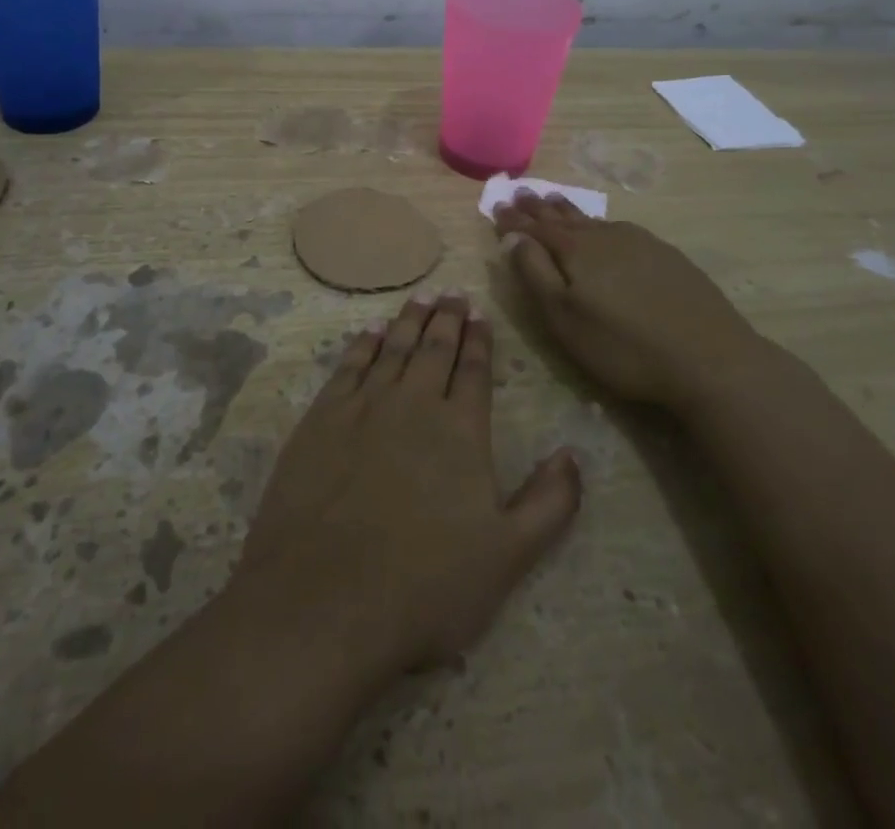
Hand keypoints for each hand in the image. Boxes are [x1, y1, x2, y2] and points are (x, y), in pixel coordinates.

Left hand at [235, 293, 580, 676]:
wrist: (323, 600)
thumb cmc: (425, 586)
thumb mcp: (508, 557)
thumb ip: (549, 503)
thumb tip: (573, 454)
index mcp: (460, 430)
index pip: (474, 370)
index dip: (479, 340)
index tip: (480, 314)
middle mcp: (413, 404)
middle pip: (434, 348)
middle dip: (447, 319)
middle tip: (453, 293)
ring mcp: (363, 407)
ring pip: (393, 348)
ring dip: (408, 320)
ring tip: (420, 297)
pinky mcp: (321, 419)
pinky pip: (348, 367)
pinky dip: (363, 344)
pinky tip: (370, 331)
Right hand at [491, 192, 763, 409]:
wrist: (711, 359)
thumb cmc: (624, 346)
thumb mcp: (565, 318)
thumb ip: (535, 274)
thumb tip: (512, 237)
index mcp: (575, 250)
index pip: (535, 228)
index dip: (514, 220)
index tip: (496, 206)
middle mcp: (605, 236)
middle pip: (564, 217)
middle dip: (539, 208)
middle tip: (521, 193)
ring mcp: (640, 243)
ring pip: (594, 220)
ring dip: (569, 211)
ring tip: (555, 200)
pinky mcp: (667, 256)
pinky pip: (621, 229)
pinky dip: (601, 224)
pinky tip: (607, 228)